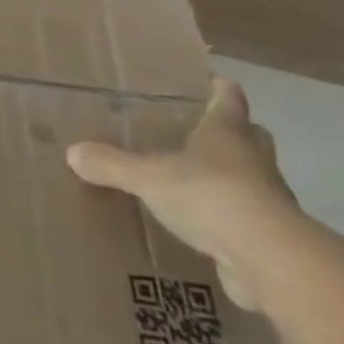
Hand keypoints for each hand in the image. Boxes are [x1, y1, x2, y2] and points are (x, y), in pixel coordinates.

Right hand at [67, 79, 304, 310]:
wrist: (271, 262)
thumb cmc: (211, 197)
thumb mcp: (149, 177)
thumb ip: (112, 165)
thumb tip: (72, 153)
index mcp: (227, 132)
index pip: (228, 98)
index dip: (219, 89)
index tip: (208, 81)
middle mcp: (253, 160)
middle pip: (250, 136)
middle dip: (232, 134)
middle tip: (199, 134)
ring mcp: (269, 201)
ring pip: (253, 179)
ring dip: (234, 180)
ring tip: (196, 183)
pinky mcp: (271, 240)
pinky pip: (249, 221)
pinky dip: (232, 221)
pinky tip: (206, 228)